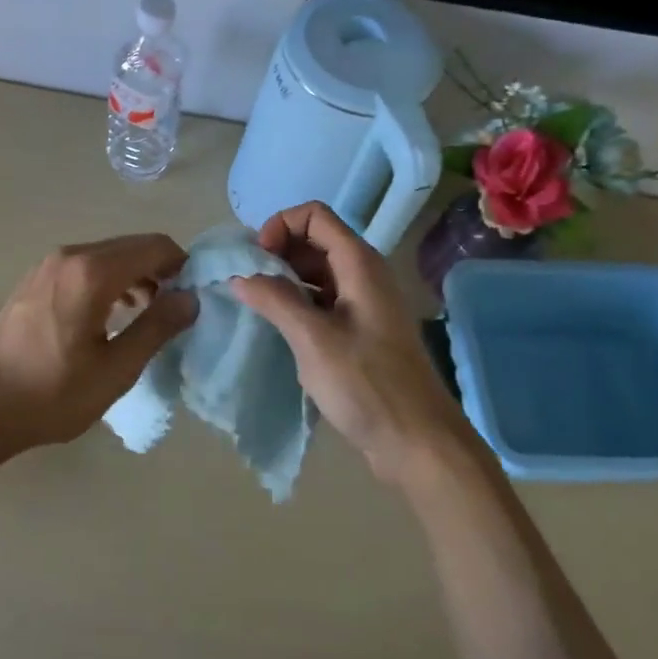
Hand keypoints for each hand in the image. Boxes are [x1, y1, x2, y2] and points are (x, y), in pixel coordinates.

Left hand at [0, 234, 196, 455]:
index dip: (181, 265)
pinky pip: (84, 267)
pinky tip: (110, 314)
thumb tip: (190, 299)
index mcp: (91, 273)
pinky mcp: (35, 279)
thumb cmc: (52, 395)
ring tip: (146, 315)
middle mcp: (70, 256)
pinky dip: (108, 280)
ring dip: (134, 276)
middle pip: (131, 246)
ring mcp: (48, 265)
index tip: (192, 297)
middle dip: (159, 270)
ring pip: (107, 255)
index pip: (154, 246)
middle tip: (173, 309)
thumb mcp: (115, 370)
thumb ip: (157, 328)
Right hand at [229, 202, 470, 486]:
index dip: (279, 227)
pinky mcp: (360, 331)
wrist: (418, 443)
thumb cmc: (367, 386)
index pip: (314, 215)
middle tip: (247, 284)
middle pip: (314, 239)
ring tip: (255, 304)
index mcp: (359, 264)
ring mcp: (363, 303)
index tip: (255, 261)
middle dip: (277, 252)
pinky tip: (278, 327)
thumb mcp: (314, 340)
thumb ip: (275, 300)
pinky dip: (297, 302)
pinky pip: (322, 300)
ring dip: (284, 278)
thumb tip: (239, 275)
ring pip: (316, 271)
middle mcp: (363, 274)